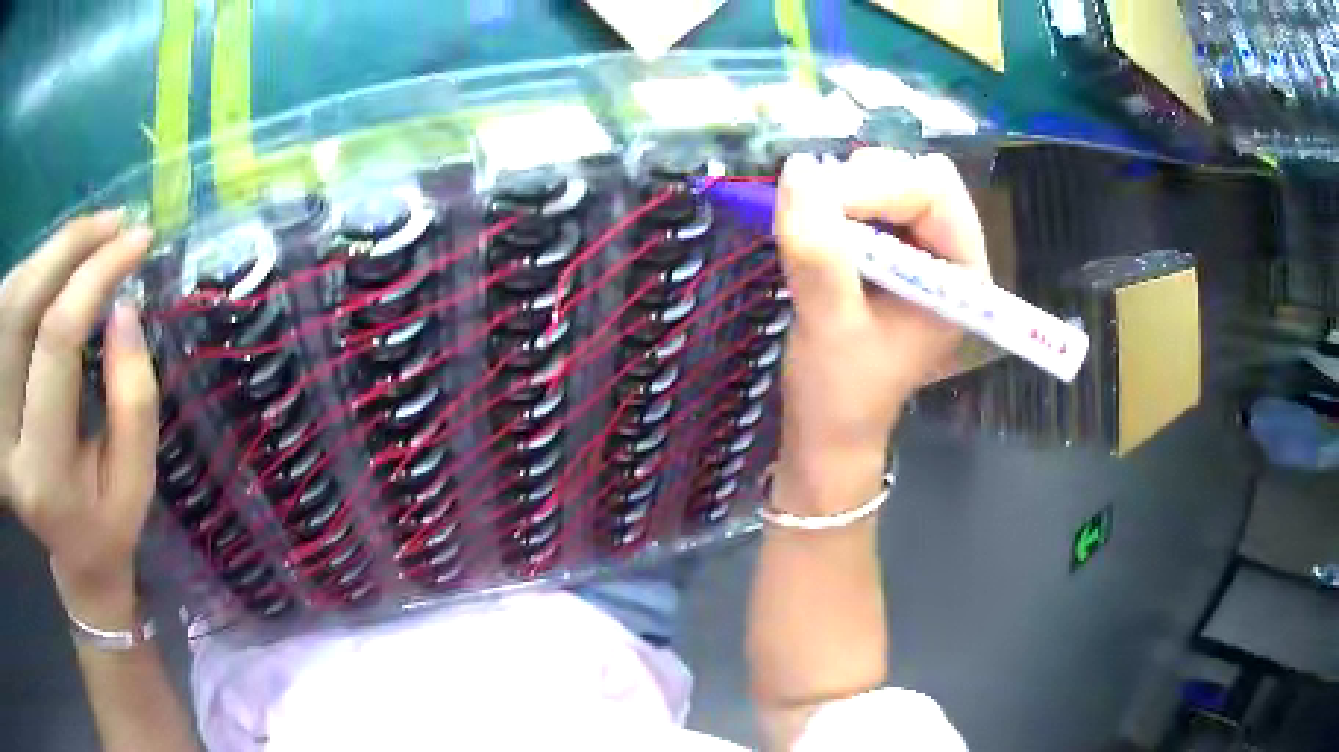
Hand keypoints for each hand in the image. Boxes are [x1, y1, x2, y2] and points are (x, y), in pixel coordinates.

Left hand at [0, 212, 156, 607]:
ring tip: (96, 241)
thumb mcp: (134, 481)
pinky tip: (67, 274)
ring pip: (18, 294)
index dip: (96, 274)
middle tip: (117, 225)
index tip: (138, 239)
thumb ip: (133, 400)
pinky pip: (14, 306)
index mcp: (41, 469)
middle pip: (29, 300)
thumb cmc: (107, 524)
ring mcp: (0, 413)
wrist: (72, 549)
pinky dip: (43, 273)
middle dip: (74, 247)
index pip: (58, 338)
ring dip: (58, 254)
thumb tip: (123, 308)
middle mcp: (9, 435)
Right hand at [773, 150, 988, 499]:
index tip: (815, 207)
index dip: (875, 187)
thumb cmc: (840, 392)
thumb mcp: (828, 325)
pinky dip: (834, 202)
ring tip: (811, 232)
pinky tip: (815, 233)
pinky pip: (866, 196)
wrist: (829, 427)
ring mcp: (921, 247)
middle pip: (915, 174)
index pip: (934, 191)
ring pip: (888, 178)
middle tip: (811, 218)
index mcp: (962, 275)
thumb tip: (798, 168)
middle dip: (859, 185)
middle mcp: (950, 251)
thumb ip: (817, 251)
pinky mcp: (892, 246)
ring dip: (842, 191)